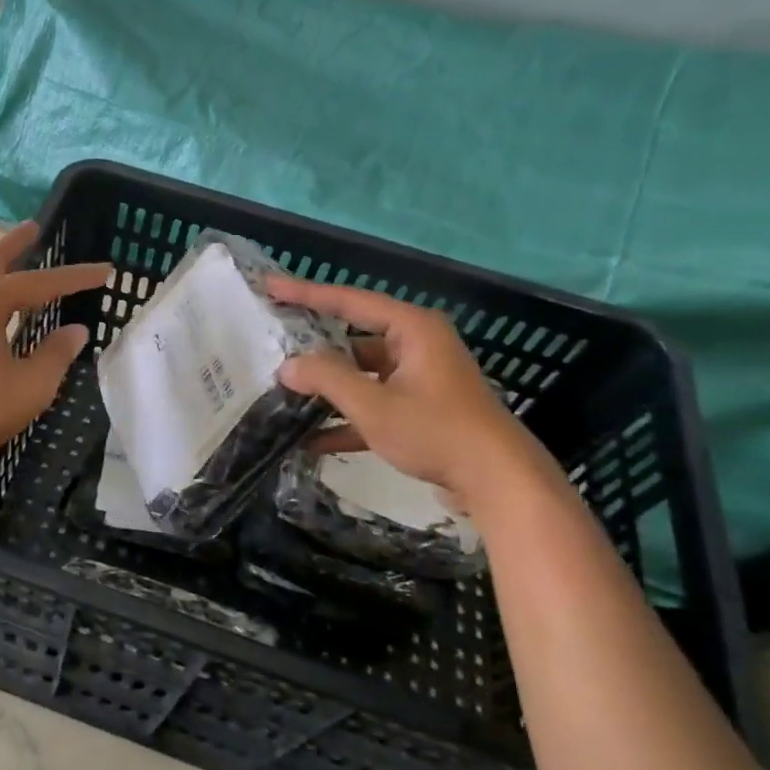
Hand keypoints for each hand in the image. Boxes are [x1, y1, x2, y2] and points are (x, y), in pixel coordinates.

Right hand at [265, 274, 545, 506]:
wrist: (499, 482)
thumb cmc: (437, 431)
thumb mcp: (374, 405)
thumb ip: (327, 379)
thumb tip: (287, 366)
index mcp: (412, 329)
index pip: (349, 301)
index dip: (306, 293)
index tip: (270, 286)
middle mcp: (417, 346)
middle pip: (354, 339)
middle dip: (314, 350)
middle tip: (273, 344)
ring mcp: (420, 379)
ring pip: (362, 375)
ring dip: (328, 389)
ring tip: (284, 393)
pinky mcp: (421, 411)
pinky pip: (375, 404)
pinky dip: (348, 419)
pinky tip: (312, 439)